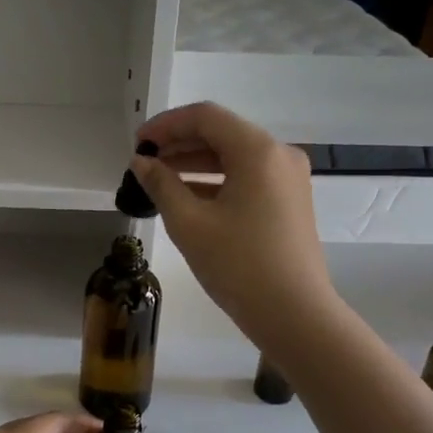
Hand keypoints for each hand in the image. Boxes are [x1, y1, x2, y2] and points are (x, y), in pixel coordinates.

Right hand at [132, 102, 338, 350]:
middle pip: (222, 134)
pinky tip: (188, 198)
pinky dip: (217, 181)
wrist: (294, 314)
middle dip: (180, 144)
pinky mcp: (290, 202)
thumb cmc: (239, 266)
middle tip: (144, 162)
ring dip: (196, 163)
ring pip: (235, 157)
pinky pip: (248, 178)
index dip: (166, 125)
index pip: (206, 117)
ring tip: (159, 180)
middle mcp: (279, 155)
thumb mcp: (190, 224)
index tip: (138, 145)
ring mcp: (288, 179)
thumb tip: (142, 163)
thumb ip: (161, 185)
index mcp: (257, 151)